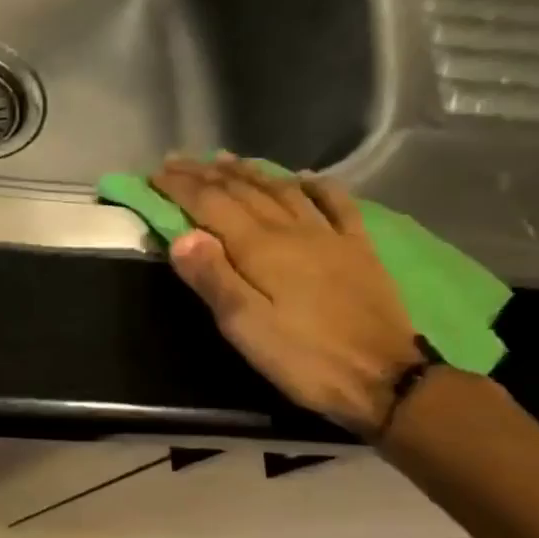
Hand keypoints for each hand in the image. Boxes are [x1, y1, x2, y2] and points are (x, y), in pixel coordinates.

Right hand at [151, 155, 420, 433]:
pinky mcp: (359, 249)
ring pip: (282, 190)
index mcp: (259, 248)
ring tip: (225, 158)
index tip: (154, 174)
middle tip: (178, 160)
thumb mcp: (244, 326)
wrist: (384, 379)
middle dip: (205, 173)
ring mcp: (329, 236)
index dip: (180, 187)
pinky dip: (317, 186)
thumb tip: (181, 236)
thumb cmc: (303, 357)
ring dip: (250, 171)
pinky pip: (336, 204)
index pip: (210, 204)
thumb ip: (212, 278)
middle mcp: (292, 230)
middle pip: (242, 191)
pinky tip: (305, 177)